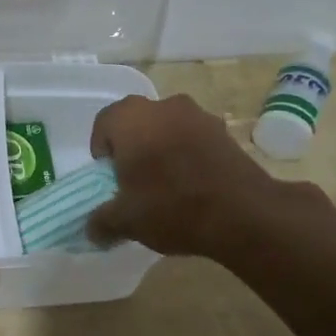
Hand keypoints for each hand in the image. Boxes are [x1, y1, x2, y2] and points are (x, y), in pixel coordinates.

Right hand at [86, 93, 308, 256]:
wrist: (243, 213)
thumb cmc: (171, 206)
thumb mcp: (126, 221)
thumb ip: (101, 222)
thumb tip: (92, 230)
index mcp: (130, 118)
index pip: (103, 124)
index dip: (102, 152)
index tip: (110, 179)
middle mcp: (163, 106)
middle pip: (136, 123)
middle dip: (132, 149)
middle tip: (135, 182)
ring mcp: (198, 115)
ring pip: (167, 129)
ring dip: (162, 149)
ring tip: (167, 186)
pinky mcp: (224, 131)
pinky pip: (194, 139)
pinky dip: (188, 155)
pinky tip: (194, 186)